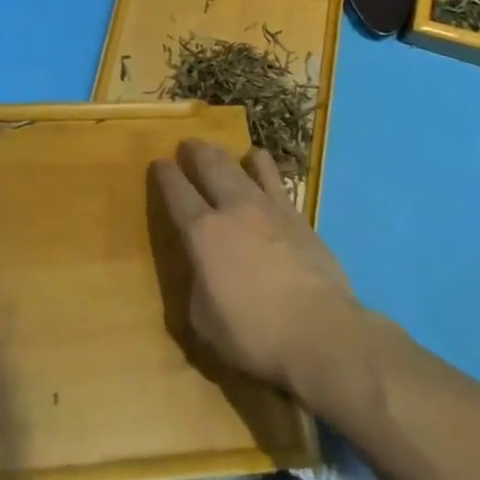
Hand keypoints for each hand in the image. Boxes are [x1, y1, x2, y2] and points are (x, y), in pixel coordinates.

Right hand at [151, 140, 359, 395]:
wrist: (319, 331)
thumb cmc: (255, 335)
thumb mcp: (206, 324)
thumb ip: (198, 290)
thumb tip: (202, 274)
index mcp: (202, 234)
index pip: (177, 193)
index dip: (166, 175)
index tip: (159, 162)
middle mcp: (233, 209)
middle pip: (211, 167)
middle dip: (195, 152)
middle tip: (188, 144)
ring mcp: (268, 207)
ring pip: (243, 166)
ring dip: (228, 154)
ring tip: (221, 150)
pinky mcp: (297, 215)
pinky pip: (275, 179)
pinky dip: (262, 166)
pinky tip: (260, 164)